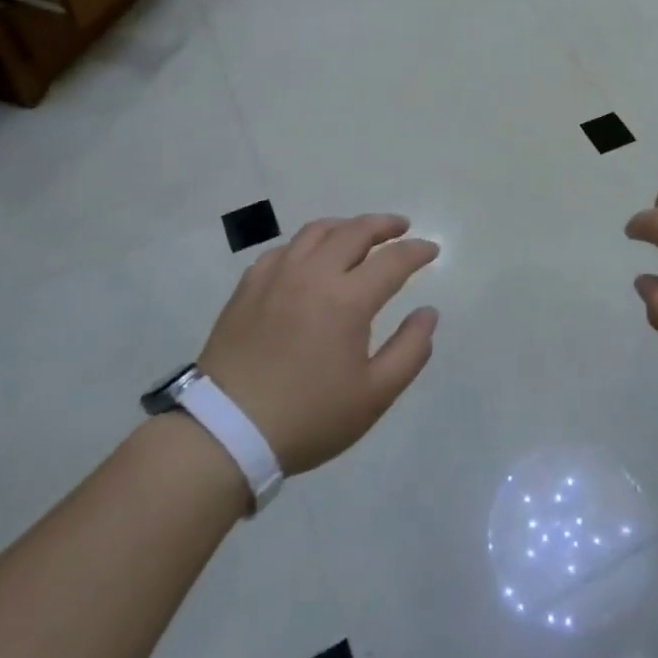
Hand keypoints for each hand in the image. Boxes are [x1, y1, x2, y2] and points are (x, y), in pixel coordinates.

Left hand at [199, 215, 439, 474]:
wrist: (225, 433)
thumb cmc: (308, 417)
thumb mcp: (374, 396)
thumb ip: (410, 350)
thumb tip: (428, 313)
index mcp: (347, 300)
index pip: (393, 260)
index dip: (417, 252)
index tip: (432, 250)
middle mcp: (313, 275)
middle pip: (354, 231)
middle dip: (384, 225)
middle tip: (401, 227)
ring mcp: (276, 276)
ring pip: (316, 231)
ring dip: (345, 226)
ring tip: (358, 234)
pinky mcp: (248, 287)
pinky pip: (283, 249)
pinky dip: (307, 244)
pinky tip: (309, 258)